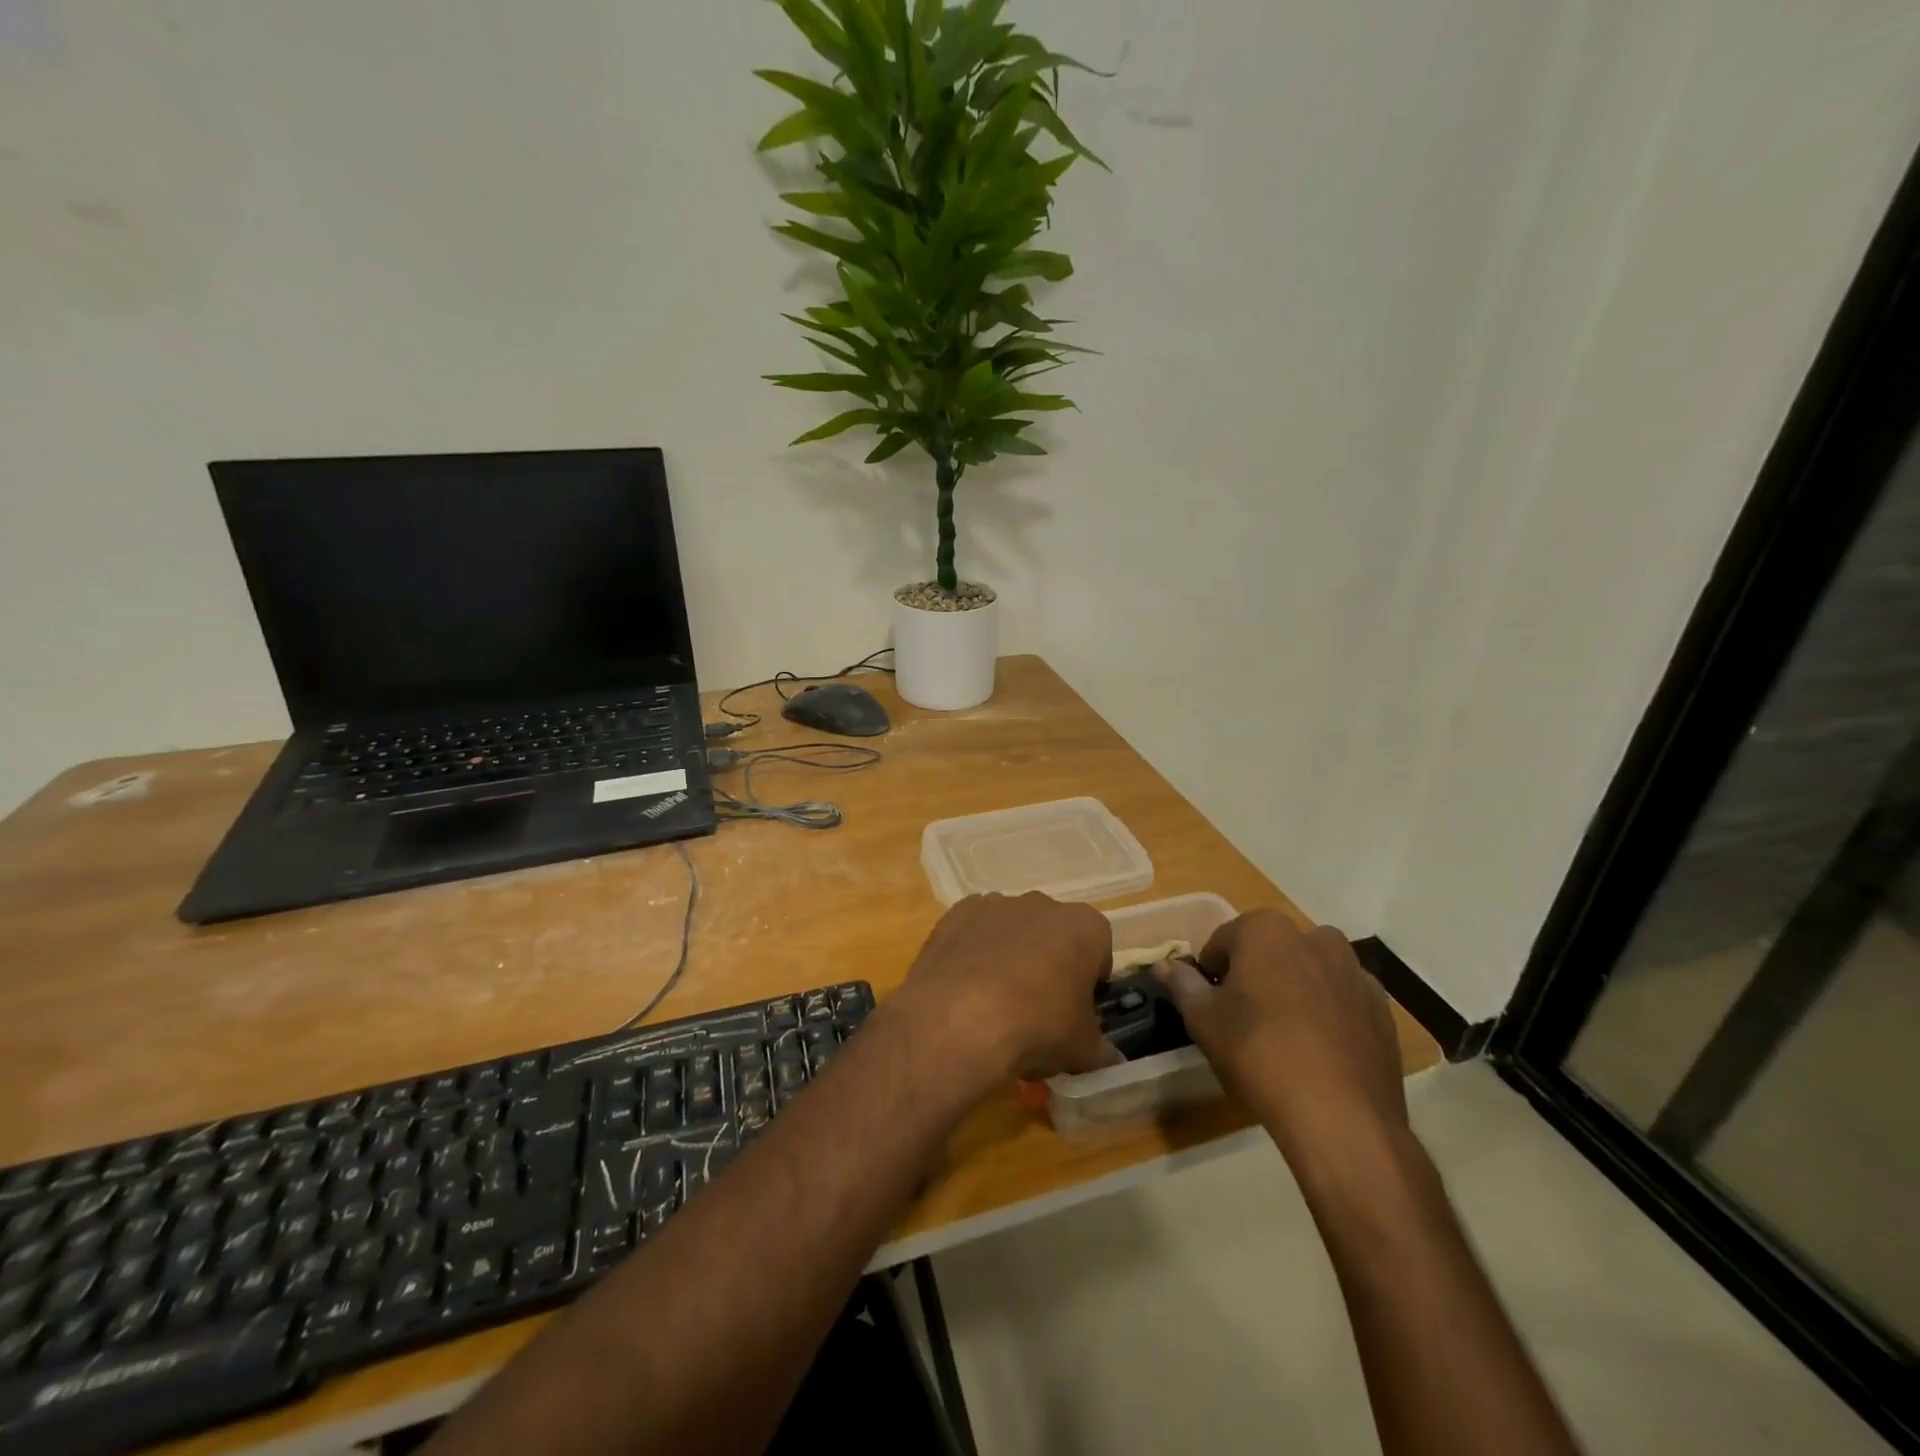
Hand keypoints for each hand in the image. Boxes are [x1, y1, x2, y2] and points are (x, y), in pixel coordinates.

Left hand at [890, 892, 1121, 1088]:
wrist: (959, 1019)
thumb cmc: (1037, 1026)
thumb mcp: (1083, 1050)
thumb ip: (1101, 1050)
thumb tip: (1110, 1058)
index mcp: (1084, 926)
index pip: (1099, 948)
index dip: (1091, 980)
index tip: (1079, 1009)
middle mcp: (1042, 903)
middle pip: (1054, 933)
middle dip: (1051, 962)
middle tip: (1040, 1008)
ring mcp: (996, 903)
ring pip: (1013, 929)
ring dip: (1011, 954)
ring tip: (996, 1001)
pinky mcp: (957, 913)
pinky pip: (975, 931)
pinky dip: (975, 951)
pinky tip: (966, 987)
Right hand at [1153, 911, 1407, 1165]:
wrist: (1339, 1116)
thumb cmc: (1258, 1054)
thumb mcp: (1204, 1020)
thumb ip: (1183, 984)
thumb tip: (1164, 965)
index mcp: (1266, 930)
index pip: (1223, 940)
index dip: (1211, 972)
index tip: (1210, 1004)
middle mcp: (1314, 937)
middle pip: (1271, 951)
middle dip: (1255, 974)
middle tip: (1243, 1018)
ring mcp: (1354, 971)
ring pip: (1309, 971)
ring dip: (1294, 990)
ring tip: (1283, 1036)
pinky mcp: (1381, 1008)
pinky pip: (1341, 999)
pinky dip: (1328, 1013)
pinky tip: (1318, 1051)